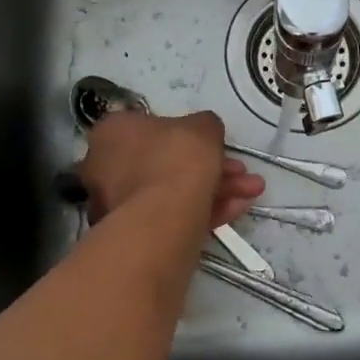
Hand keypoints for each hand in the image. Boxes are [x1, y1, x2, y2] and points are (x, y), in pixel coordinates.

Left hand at [78, 110, 264, 230]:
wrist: (164, 217)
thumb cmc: (177, 158)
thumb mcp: (203, 127)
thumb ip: (204, 125)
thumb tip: (203, 132)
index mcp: (113, 132)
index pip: (150, 127)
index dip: (188, 135)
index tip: (213, 143)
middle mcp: (106, 166)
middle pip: (167, 162)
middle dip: (211, 166)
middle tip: (241, 170)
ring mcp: (117, 203)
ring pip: (173, 190)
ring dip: (216, 188)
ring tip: (253, 191)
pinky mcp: (133, 234)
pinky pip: (172, 215)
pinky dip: (205, 210)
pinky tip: (238, 208)